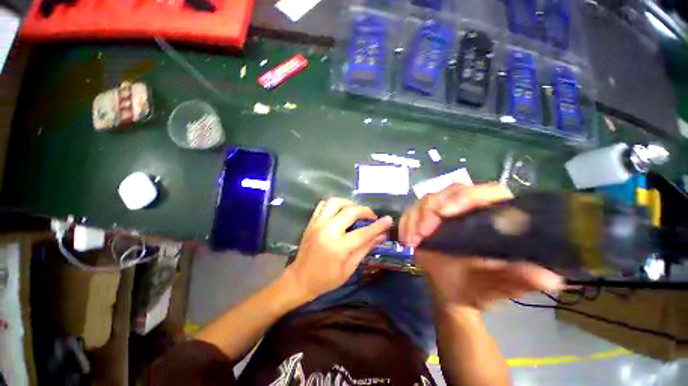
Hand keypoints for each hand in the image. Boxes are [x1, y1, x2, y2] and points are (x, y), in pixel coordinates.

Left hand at [285, 198, 392, 301]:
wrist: (299, 279)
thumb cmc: (326, 279)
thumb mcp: (349, 268)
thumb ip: (365, 249)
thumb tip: (381, 236)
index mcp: (338, 247)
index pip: (363, 232)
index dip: (378, 226)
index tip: (388, 219)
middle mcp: (327, 231)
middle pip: (350, 211)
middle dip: (365, 211)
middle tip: (372, 216)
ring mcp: (317, 224)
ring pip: (335, 202)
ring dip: (349, 203)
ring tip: (356, 211)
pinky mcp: (311, 222)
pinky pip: (323, 205)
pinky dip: (334, 205)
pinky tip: (340, 212)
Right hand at [399, 183, 563, 309]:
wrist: (450, 293)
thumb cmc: (478, 288)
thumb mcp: (498, 286)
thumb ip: (519, 279)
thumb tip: (550, 278)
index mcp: (495, 218)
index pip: (488, 192)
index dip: (466, 197)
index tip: (444, 213)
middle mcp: (470, 209)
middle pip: (451, 191)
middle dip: (431, 208)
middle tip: (421, 232)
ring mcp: (446, 211)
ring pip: (428, 199)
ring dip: (416, 217)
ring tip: (411, 240)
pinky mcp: (427, 217)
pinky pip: (413, 210)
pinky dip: (406, 222)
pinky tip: (405, 238)